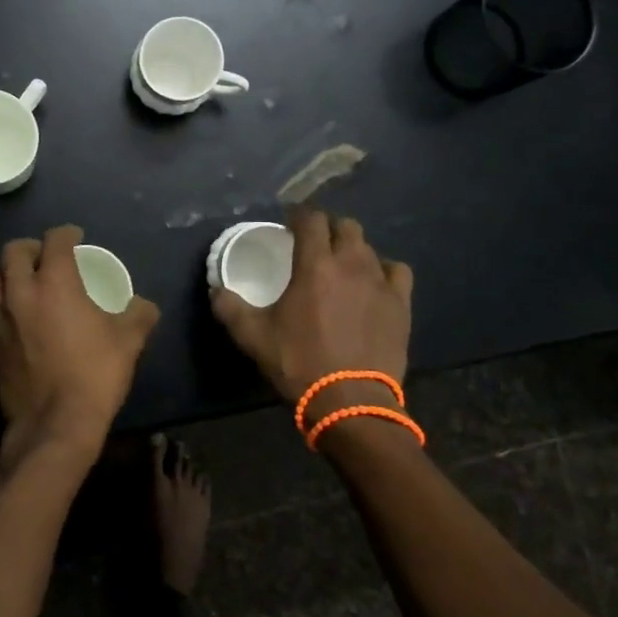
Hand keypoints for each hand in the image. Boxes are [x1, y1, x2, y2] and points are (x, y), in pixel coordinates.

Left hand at [0, 225, 160, 466]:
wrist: (54, 425)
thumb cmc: (95, 374)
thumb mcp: (129, 341)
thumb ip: (138, 314)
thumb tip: (143, 306)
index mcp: (55, 282)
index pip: (55, 240)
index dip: (67, 233)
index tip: (76, 237)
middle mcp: (21, 293)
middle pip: (14, 252)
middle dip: (32, 248)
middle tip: (47, 257)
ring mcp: (0, 321)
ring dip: (10, 274)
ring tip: (28, 285)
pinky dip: (7, 310)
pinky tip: (23, 326)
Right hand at [210, 206, 412, 404]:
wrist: (350, 401)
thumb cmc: (299, 362)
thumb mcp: (252, 336)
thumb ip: (229, 307)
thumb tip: (216, 289)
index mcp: (314, 265)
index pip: (311, 219)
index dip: (299, 215)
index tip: (289, 224)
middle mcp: (350, 263)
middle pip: (345, 225)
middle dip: (328, 227)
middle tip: (314, 244)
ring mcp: (380, 282)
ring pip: (369, 247)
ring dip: (352, 248)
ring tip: (341, 265)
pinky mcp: (401, 303)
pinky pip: (396, 271)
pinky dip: (383, 270)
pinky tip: (373, 283)